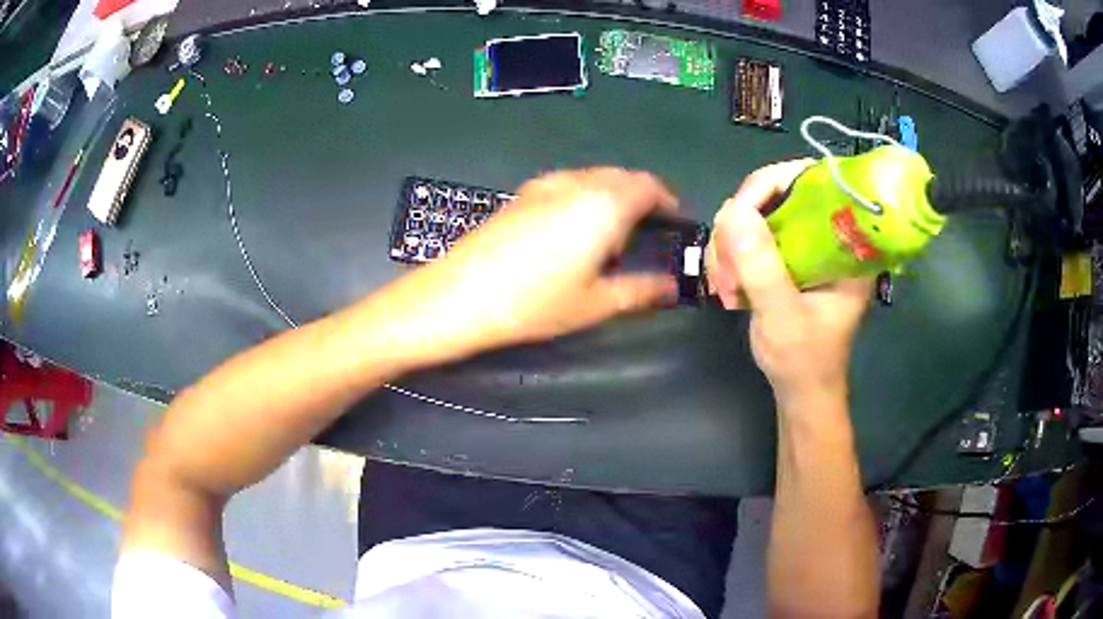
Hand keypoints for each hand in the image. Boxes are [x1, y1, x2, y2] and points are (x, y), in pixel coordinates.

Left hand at [378, 168, 678, 365]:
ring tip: (613, 232)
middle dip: (642, 196)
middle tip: (649, 230)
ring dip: (613, 194)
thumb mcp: (594, 303)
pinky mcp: (520, 195)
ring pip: (593, 177)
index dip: (668, 200)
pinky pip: (567, 183)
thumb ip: (639, 291)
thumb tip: (671, 288)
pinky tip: (573, 229)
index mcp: (604, 204)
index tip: (675, 221)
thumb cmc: (535, 302)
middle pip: (622, 176)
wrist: (459, 295)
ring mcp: (545, 185)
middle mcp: (577, 184)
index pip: (649, 186)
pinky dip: (585, 196)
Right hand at [706, 160, 872, 406]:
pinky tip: (725, 287)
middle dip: (741, 225)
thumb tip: (731, 210)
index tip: (740, 212)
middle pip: (777, 194)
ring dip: (730, 247)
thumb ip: (762, 266)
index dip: (774, 183)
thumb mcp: (783, 315)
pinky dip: (730, 257)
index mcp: (846, 242)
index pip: (814, 181)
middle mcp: (826, 234)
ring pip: (756, 216)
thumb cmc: (804, 361)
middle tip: (725, 266)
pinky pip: (748, 237)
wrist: (800, 392)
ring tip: (724, 288)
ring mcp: (803, 245)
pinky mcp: (785, 258)